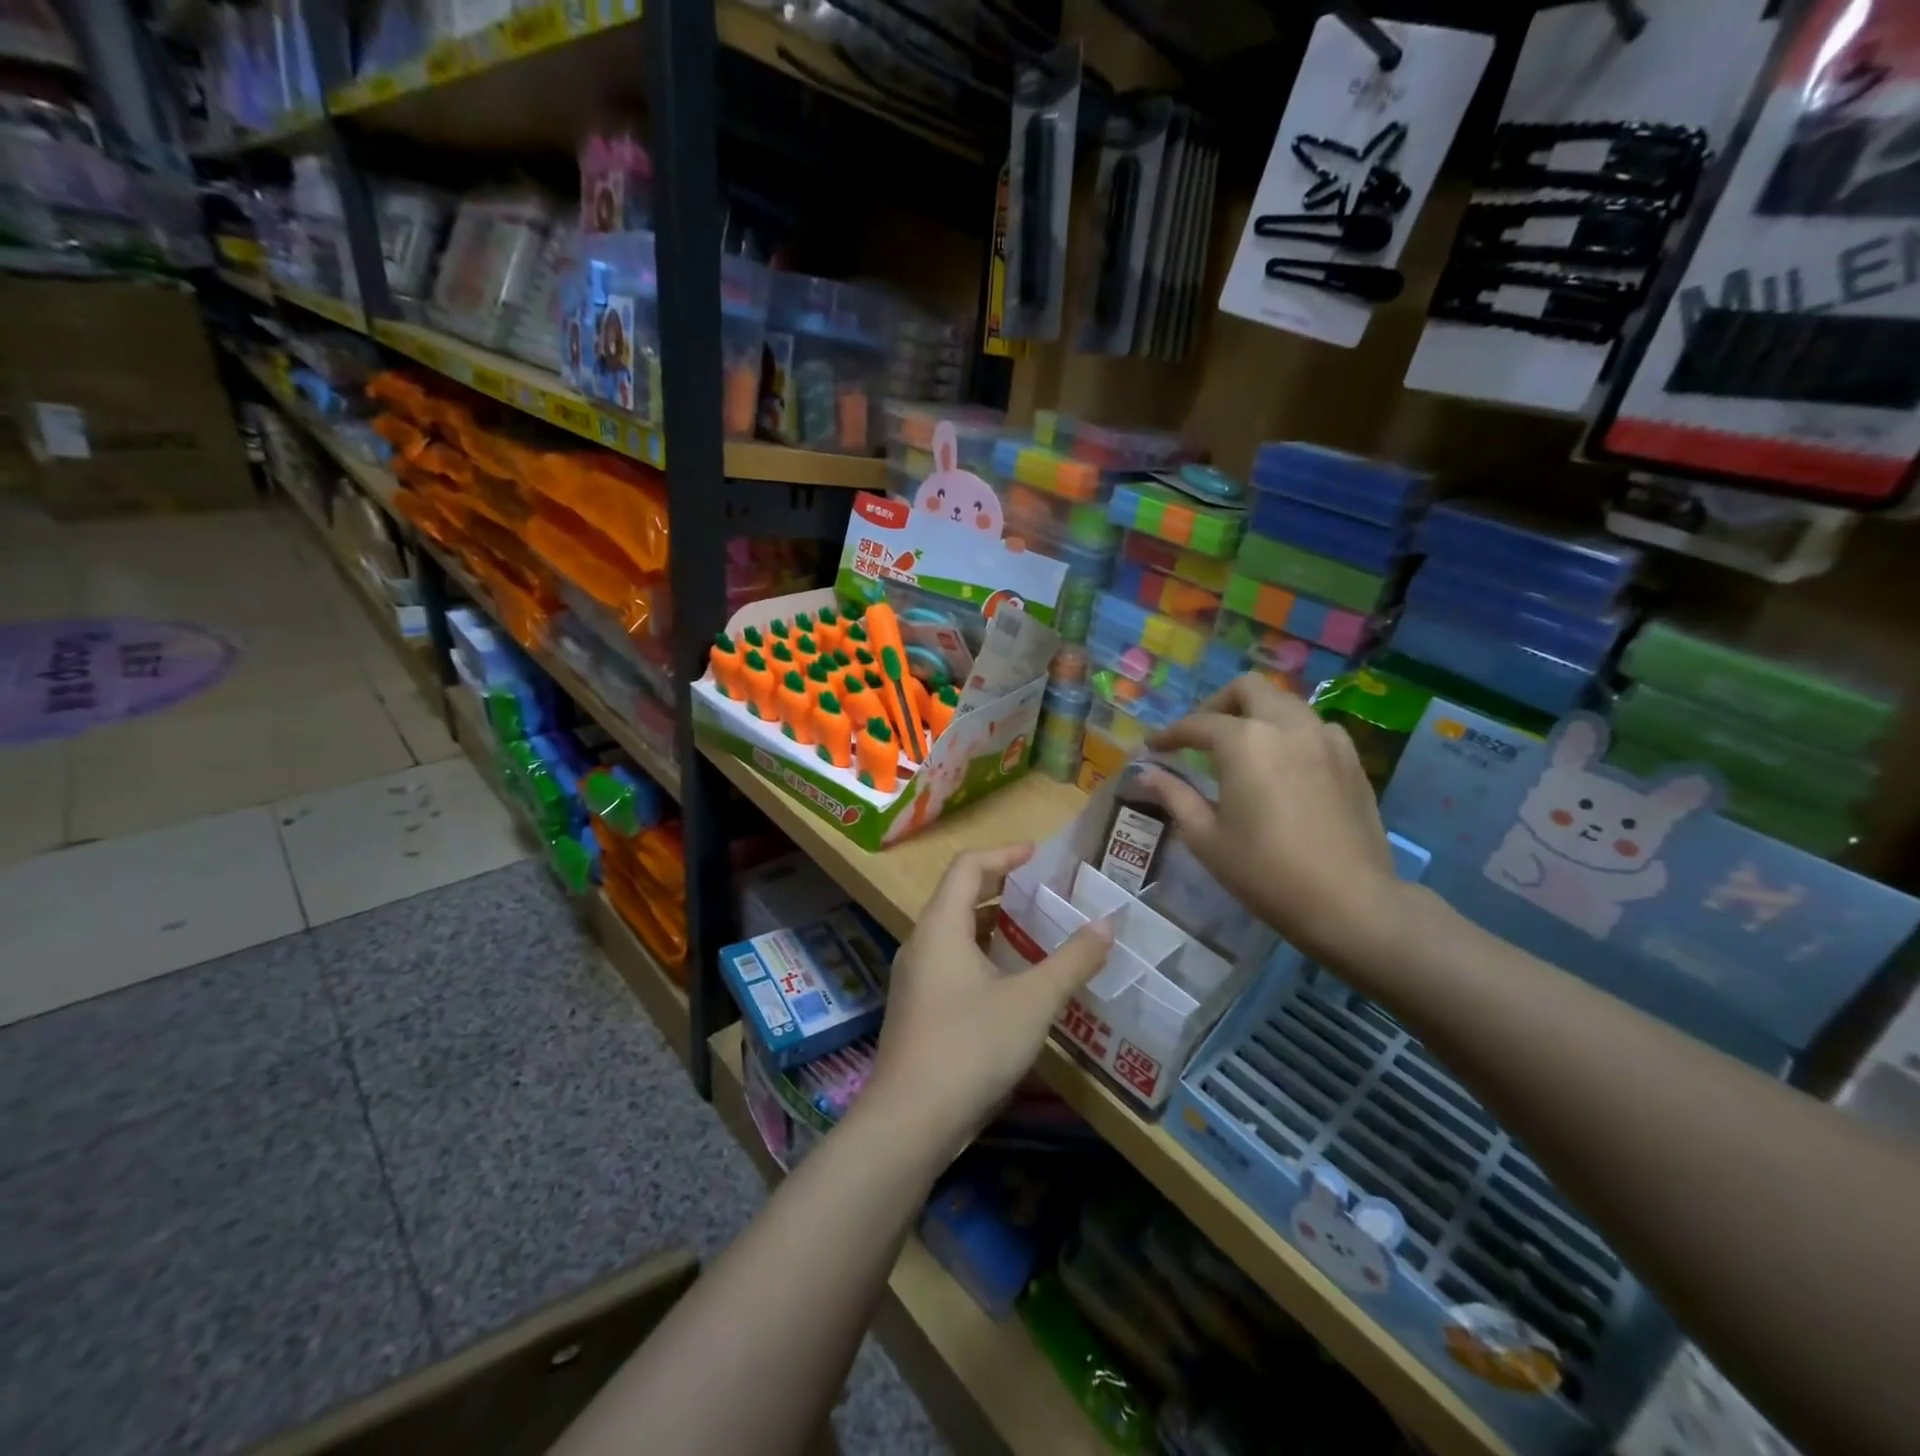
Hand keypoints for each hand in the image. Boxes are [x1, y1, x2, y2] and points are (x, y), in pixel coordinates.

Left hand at [868, 845, 1112, 1158]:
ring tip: (1034, 935)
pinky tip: (1011, 984)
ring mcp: (913, 979)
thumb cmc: (971, 1045)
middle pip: (958, 897)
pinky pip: (950, 964)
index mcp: (941, 927)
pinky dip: (982, 957)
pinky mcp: (916, 1010)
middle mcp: (920, 944)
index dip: (1003, 854)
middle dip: (1001, 889)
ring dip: (992, 927)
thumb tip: (1108, 925)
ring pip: (954, 934)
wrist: (909, 1120)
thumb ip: (1071, 961)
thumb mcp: (1032, 1001)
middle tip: (1043, 895)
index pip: (967, 867)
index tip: (1038, 856)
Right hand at [1142, 674, 1408, 973]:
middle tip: (1201, 735)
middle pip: (1248, 689)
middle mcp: (1286, 726)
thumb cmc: (1264, 871)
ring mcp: (1325, 739)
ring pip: (1285, 703)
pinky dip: (1290, 733)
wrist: (1349, 901)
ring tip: (1242, 747)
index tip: (1154, 748)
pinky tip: (1284, 765)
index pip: (1197, 723)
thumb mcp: (1206, 837)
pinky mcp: (1351, 759)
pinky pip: (1314, 727)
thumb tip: (1145, 774)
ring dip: (1257, 714)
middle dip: (1217, 704)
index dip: (1170, 734)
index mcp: (1244, 741)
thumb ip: (1175, 796)